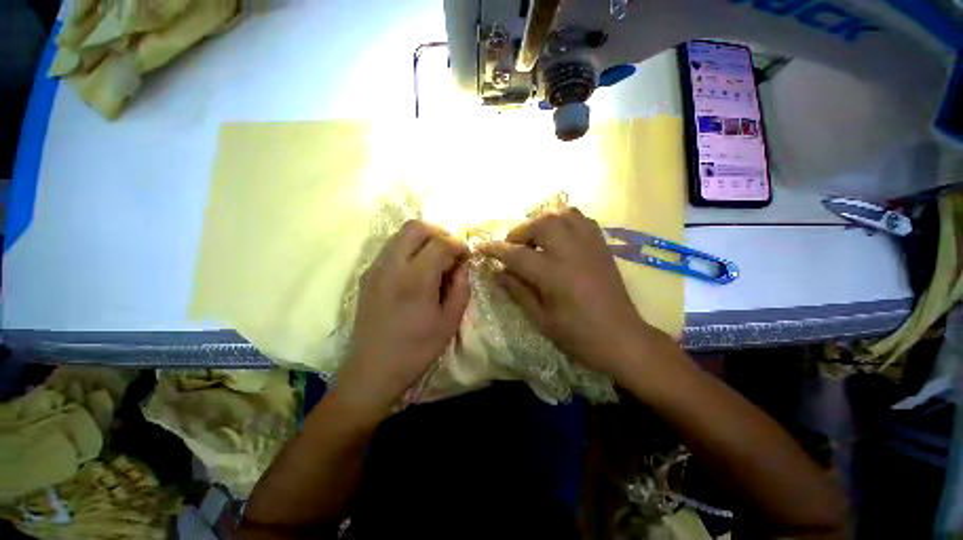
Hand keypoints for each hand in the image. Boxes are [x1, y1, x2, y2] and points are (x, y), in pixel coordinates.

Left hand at [336, 220, 469, 416]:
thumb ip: (460, 287)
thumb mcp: (449, 322)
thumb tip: (463, 265)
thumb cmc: (416, 349)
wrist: (372, 370)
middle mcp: (392, 266)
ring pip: (400, 234)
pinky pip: (390, 248)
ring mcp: (375, 268)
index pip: (441, 243)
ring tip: (434, 259)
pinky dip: (408, 249)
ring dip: (422, 239)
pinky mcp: (367, 275)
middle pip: (415, 227)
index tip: (466, 256)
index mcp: (416, 280)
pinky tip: (416, 270)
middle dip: (439, 233)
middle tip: (450, 252)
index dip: (458, 245)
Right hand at [481, 207, 658, 377]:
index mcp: (554, 275)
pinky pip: (581, 219)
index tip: (481, 246)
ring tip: (535, 237)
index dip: (495, 249)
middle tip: (513, 246)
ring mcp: (589, 245)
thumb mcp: (540, 318)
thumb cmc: (578, 335)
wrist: (622, 338)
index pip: (517, 254)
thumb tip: (497, 272)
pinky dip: (564, 220)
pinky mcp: (601, 245)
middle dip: (520, 231)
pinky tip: (558, 235)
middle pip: (541, 224)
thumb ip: (517, 291)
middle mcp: (571, 252)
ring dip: (542, 220)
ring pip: (562, 214)